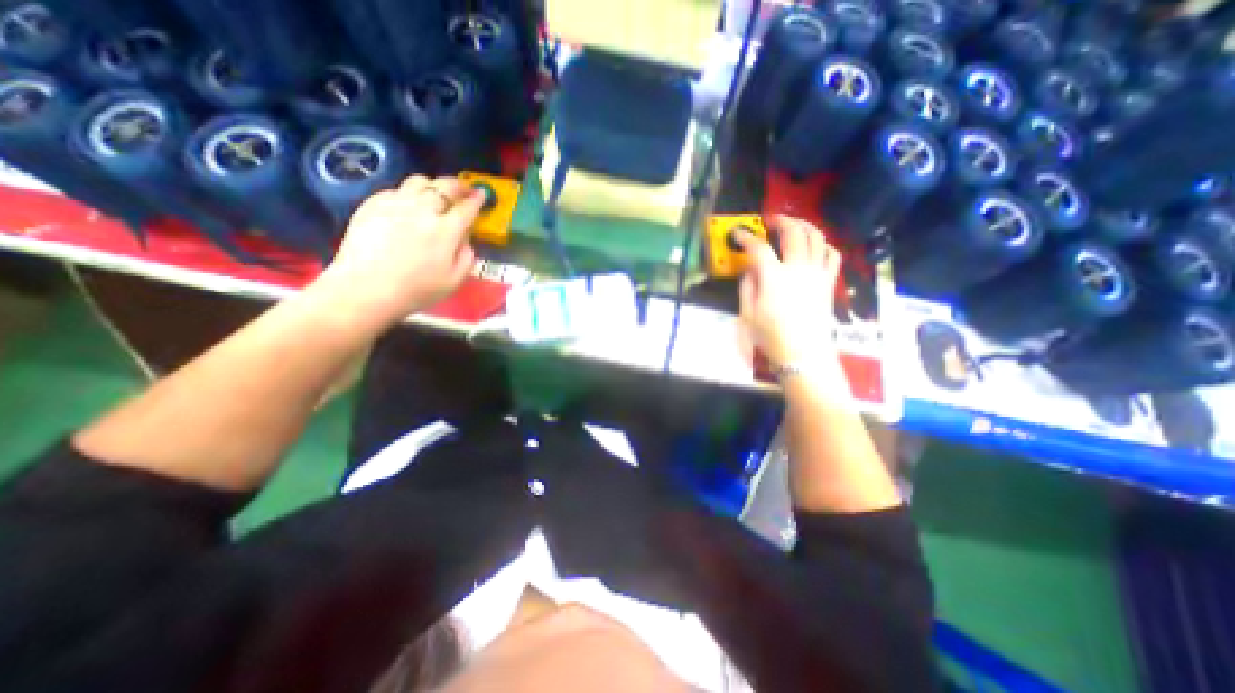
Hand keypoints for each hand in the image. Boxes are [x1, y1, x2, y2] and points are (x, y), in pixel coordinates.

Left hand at [313, 176, 484, 327]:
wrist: (365, 290)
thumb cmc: (416, 290)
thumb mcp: (454, 281)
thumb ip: (467, 257)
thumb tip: (465, 240)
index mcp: (446, 231)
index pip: (466, 208)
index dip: (477, 199)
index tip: (481, 194)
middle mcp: (423, 211)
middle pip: (444, 186)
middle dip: (458, 185)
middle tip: (463, 190)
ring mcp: (395, 204)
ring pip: (419, 181)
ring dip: (433, 185)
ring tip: (435, 195)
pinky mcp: (372, 205)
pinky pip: (396, 190)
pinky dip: (408, 194)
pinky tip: (408, 207)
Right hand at [736, 217, 844, 370]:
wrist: (804, 353)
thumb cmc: (771, 336)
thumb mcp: (748, 313)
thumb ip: (747, 286)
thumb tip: (749, 269)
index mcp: (773, 277)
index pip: (758, 248)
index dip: (746, 237)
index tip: (737, 233)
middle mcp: (797, 268)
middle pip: (794, 232)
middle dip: (781, 220)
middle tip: (770, 220)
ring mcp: (817, 273)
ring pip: (816, 237)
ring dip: (804, 225)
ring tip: (794, 225)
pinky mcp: (828, 282)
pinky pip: (832, 255)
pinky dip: (824, 245)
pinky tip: (816, 246)